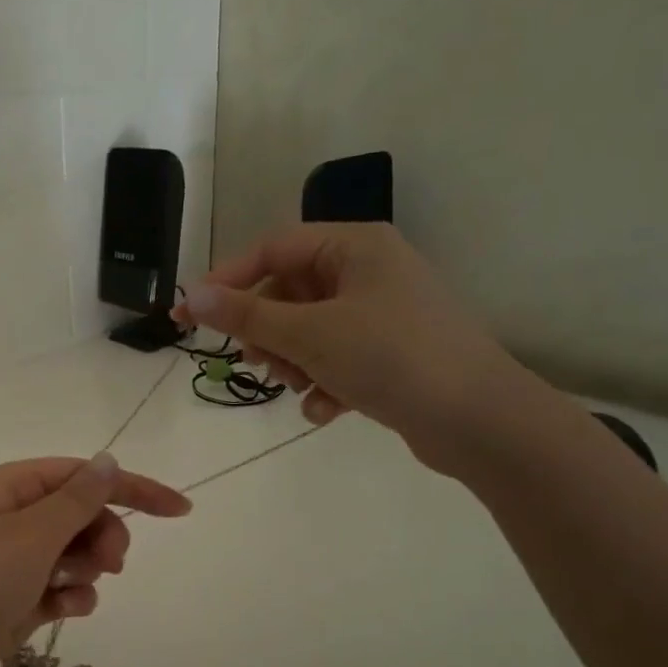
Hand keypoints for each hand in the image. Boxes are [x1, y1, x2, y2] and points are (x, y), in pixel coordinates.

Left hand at [0, 454, 191, 666]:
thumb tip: (108, 460)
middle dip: (102, 537)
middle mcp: (7, 518)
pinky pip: (56, 589)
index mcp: (7, 488)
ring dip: (85, 570)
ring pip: (71, 554)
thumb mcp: (30, 536)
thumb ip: (77, 499)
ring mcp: (7, 562)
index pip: (82, 475)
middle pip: (79, 514)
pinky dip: (68, 599)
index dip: (133, 489)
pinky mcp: (9, 602)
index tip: (180, 511)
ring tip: (70, 592)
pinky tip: (64, 614)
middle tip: (112, 565)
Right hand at [177, 223, 545, 476]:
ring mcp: (382, 314)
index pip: (272, 249)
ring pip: (310, 330)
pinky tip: (327, 410)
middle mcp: (369, 271)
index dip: (226, 280)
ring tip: (298, 388)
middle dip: (268, 332)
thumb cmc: (392, 358)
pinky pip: (337, 358)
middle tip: (255, 362)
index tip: (188, 316)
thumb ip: (246, 317)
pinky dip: (323, 382)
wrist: (479, 420)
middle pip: (289, 292)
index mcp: (354, 246)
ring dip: (293, 361)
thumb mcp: (310, 334)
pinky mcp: (391, 353)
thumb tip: (191, 295)